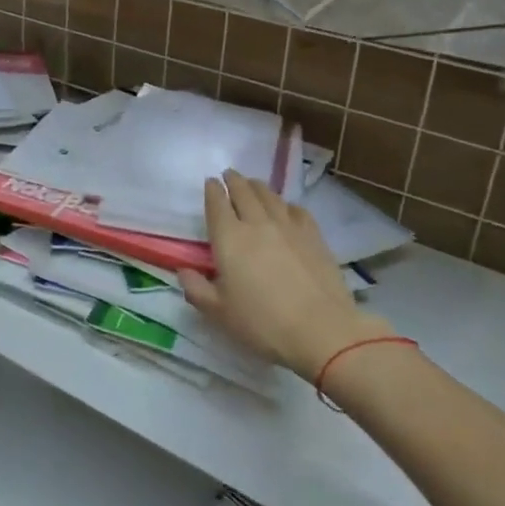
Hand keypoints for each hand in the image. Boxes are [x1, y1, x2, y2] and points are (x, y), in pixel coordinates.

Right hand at [177, 170, 393, 378]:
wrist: (321, 330)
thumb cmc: (263, 323)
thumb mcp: (219, 312)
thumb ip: (197, 289)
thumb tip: (183, 271)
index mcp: (229, 238)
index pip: (217, 204)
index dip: (212, 190)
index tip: (210, 182)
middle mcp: (257, 223)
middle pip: (243, 191)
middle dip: (234, 180)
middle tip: (229, 175)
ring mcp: (288, 227)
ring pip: (270, 196)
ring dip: (258, 186)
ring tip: (253, 184)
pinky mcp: (314, 236)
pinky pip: (296, 210)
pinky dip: (286, 204)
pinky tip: (286, 208)